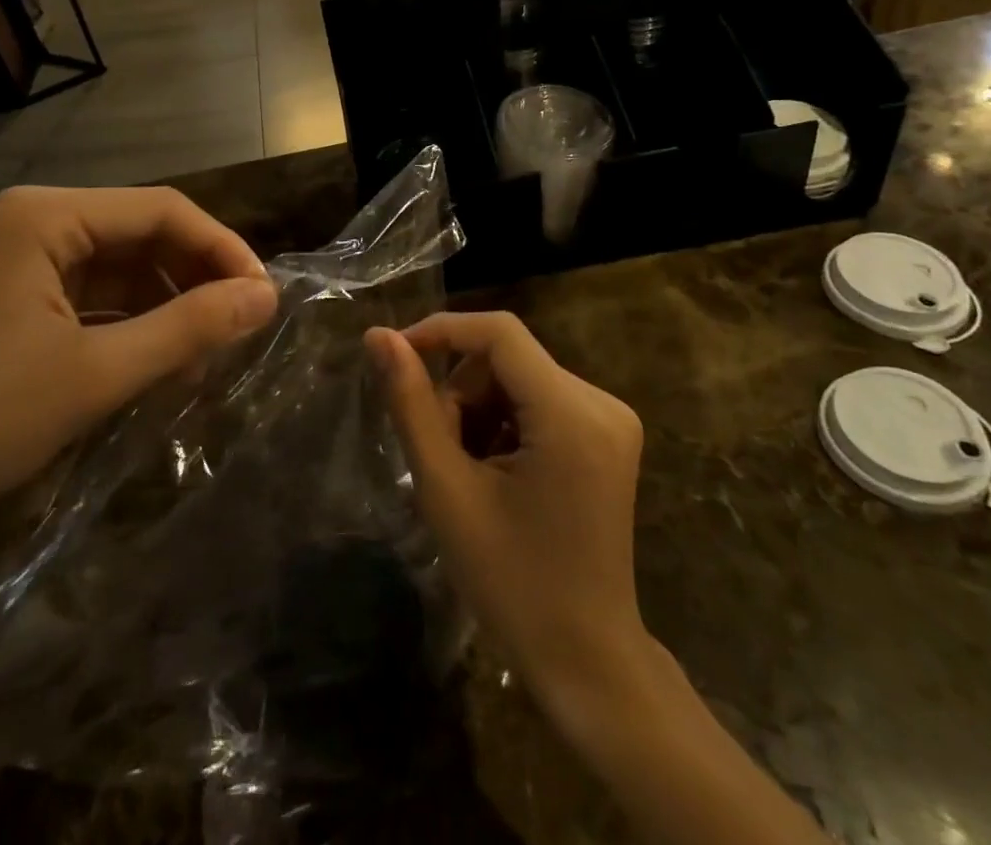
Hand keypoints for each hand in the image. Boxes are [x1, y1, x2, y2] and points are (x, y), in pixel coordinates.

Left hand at [0, 186, 277, 560]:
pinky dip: (129, 325)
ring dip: (166, 306)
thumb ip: (187, 328)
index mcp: (47, 216)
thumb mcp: (95, 374)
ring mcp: (17, 263)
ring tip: (204, 355)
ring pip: (119, 268)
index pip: (163, 210)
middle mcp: (33, 223)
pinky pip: (90, 298)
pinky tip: (156, 362)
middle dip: (195, 279)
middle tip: (239, 330)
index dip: (222, 250)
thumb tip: (266, 297)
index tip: (264, 300)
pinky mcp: (9, 303)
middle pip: (141, 234)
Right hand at [365, 312, 647, 718]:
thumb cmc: (511, 583)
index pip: (499, 332)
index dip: (441, 330)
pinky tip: (499, 474)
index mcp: (571, 413)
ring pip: (519, 377)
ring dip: (479, 410)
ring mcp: (611, 418)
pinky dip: (505, 422)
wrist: (586, 660)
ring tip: (469, 472)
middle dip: (460, 392)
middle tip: (440, 452)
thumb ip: (411, 404)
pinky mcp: (609, 435)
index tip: (395, 356)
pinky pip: (540, 399)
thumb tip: (379, 336)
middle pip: (507, 358)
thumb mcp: (447, 490)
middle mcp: (601, 401)